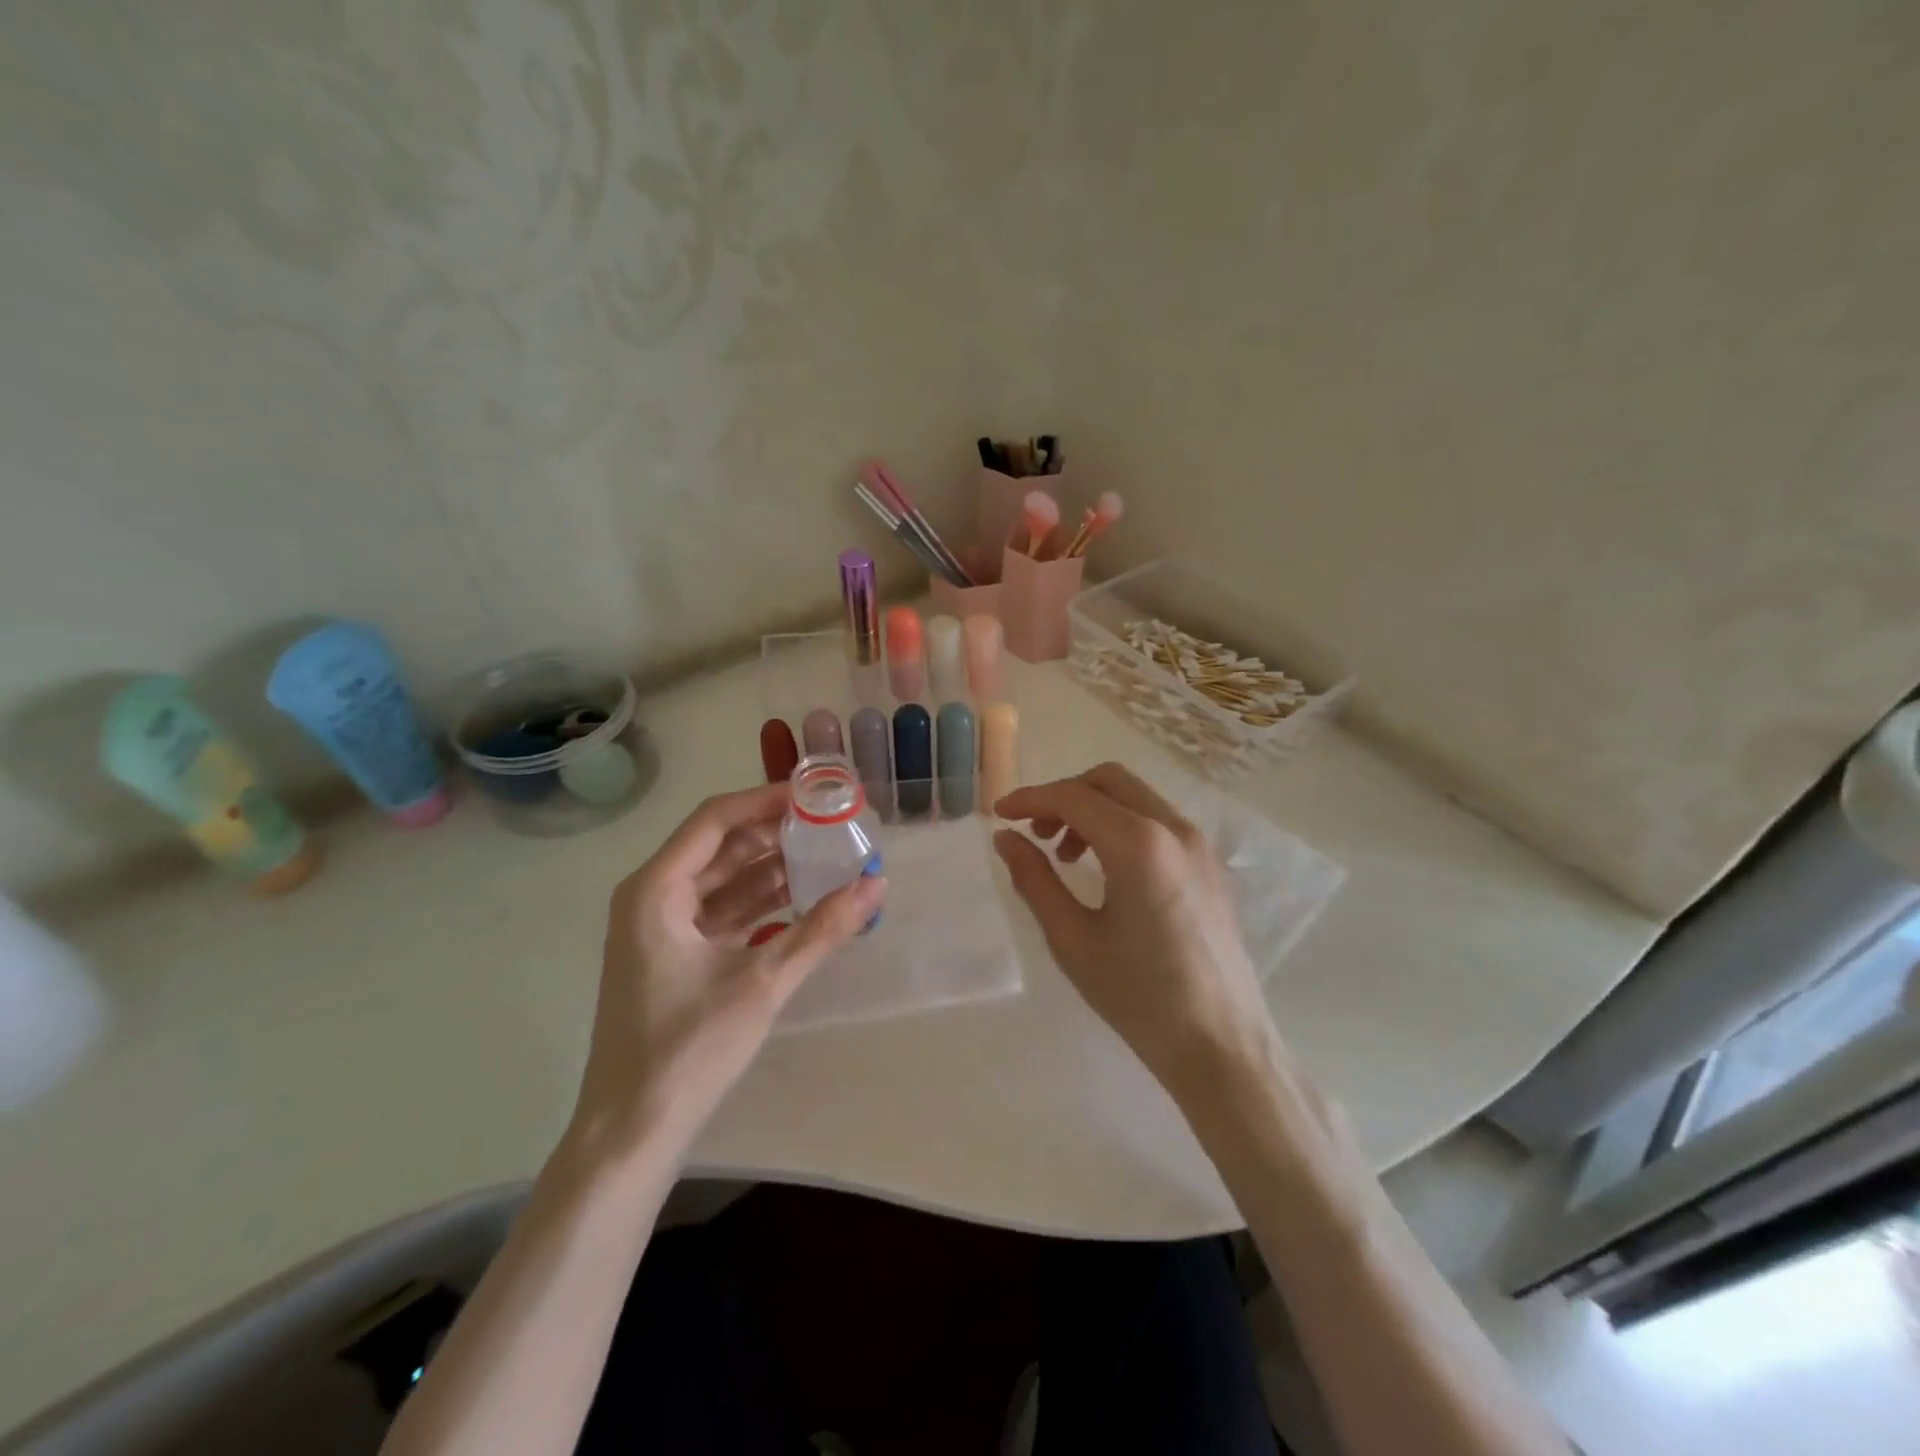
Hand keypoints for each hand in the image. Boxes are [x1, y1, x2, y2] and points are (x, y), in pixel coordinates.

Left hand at [569, 783, 886, 1161]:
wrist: (631, 1132)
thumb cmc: (687, 1050)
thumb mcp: (762, 983)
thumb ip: (822, 930)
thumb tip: (877, 884)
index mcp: (656, 890)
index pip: (715, 820)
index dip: (766, 800)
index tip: (816, 795)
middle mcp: (652, 897)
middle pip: (720, 846)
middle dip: (775, 834)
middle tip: (831, 826)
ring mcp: (661, 928)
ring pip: (723, 879)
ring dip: (771, 869)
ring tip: (828, 857)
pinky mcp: (675, 955)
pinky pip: (722, 911)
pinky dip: (760, 904)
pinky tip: (803, 902)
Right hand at [993, 763, 1274, 1105]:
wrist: (1221, 1045)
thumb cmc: (1139, 997)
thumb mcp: (1072, 939)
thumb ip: (1034, 879)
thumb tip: (1006, 839)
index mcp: (1140, 845)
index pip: (1074, 797)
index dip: (1030, 799)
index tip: (999, 815)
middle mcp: (1175, 829)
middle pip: (1109, 781)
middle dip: (1064, 796)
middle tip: (1035, 833)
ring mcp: (1200, 844)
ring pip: (1136, 797)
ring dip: (1094, 810)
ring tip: (1067, 856)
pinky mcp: (1211, 864)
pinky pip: (1159, 821)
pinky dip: (1123, 825)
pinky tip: (1107, 869)